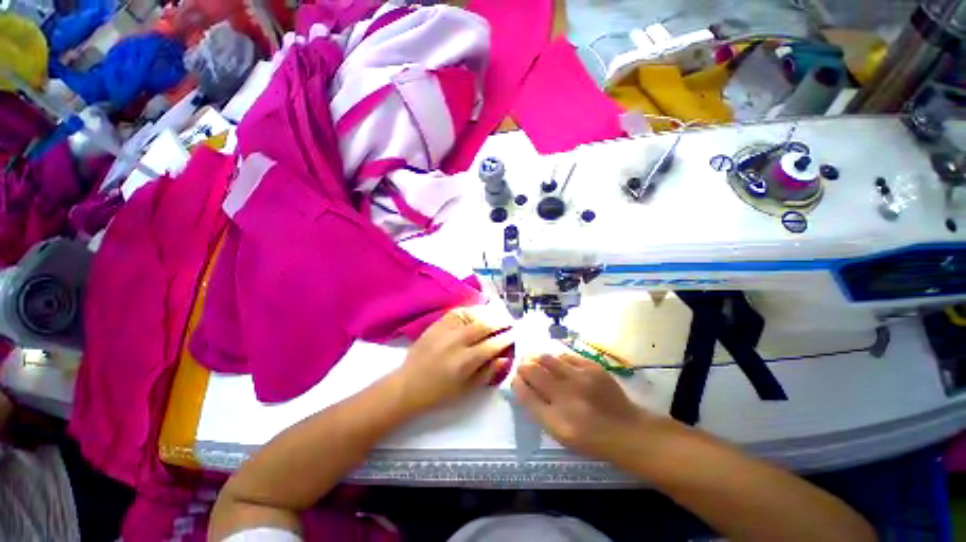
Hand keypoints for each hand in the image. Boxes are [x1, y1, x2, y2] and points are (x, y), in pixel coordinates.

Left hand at [394, 306, 512, 414]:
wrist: (408, 385)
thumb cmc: (439, 393)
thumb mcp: (467, 390)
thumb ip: (488, 372)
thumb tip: (505, 357)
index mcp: (465, 361)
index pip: (492, 344)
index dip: (506, 338)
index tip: (514, 334)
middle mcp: (456, 342)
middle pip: (484, 325)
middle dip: (500, 322)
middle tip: (509, 321)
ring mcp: (445, 330)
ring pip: (472, 315)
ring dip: (487, 313)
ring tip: (497, 314)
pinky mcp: (436, 324)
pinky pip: (457, 312)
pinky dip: (470, 310)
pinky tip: (477, 312)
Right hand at [512, 354, 653, 462]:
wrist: (627, 431)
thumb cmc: (590, 439)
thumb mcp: (560, 434)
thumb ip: (538, 410)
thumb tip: (523, 385)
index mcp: (556, 421)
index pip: (525, 394)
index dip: (516, 383)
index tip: (516, 379)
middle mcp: (566, 397)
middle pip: (532, 371)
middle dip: (523, 367)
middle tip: (524, 368)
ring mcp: (580, 378)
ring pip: (546, 358)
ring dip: (538, 359)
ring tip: (539, 362)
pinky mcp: (592, 367)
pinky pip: (565, 355)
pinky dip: (557, 359)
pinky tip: (559, 365)